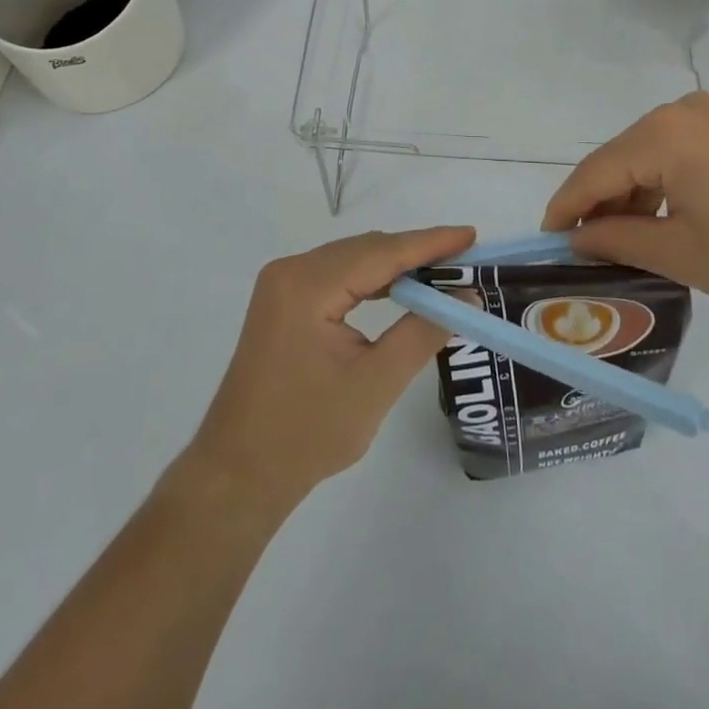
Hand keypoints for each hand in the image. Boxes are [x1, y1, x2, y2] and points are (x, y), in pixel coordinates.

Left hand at [185, 226, 476, 510]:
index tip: (470, 234)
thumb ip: (423, 333)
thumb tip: (466, 297)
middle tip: (464, 260)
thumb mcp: (375, 384)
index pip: (380, 252)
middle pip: (365, 250)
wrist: (238, 474)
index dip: (429, 243)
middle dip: (415, 253)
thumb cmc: (306, 434)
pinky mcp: (283, 302)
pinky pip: (337, 277)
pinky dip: (371, 281)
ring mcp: (282, 285)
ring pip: (352, 260)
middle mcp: (291, 271)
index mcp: (306, 285)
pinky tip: (399, 291)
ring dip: (395, 266)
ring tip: (442, 273)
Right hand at [542, 91, 708, 310]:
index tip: (546, 239)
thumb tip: (580, 236)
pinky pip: (680, 150)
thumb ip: (621, 240)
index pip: (593, 173)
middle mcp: (678, 112)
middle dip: (600, 202)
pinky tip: (672, 215)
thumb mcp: (685, 254)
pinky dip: (665, 181)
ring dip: (634, 193)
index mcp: (659, 137)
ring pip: (650, 153)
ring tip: (630, 238)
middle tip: (588, 247)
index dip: (565, 208)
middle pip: (619, 158)